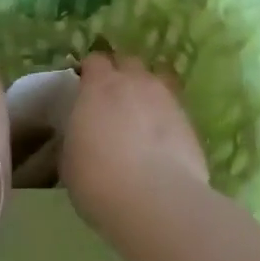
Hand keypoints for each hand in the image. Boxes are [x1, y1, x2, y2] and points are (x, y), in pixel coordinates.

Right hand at [61, 53, 209, 232]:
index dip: (90, 72)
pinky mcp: (190, 120)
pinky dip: (167, 115)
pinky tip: (163, 137)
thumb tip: (80, 135)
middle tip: (114, 99)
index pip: (95, 60)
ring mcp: (166, 98)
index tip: (86, 88)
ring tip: (144, 114)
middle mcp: (134, 82)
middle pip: (128, 61)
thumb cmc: (98, 179)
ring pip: (158, 78)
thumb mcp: (69, 159)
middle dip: (122, 74)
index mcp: (98, 85)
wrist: (155, 199)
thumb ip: (75, 136)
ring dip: (148, 90)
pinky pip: (175, 106)